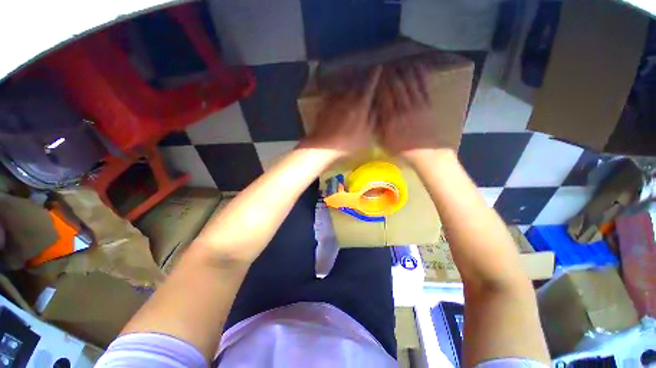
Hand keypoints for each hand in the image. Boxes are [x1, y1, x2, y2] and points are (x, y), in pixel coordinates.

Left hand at [300, 66, 381, 157]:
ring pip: (345, 88)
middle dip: (362, 78)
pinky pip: (334, 95)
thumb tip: (377, 106)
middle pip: (356, 84)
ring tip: (352, 84)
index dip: (375, 75)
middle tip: (366, 75)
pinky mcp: (325, 105)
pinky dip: (339, 93)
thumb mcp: (366, 136)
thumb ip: (373, 120)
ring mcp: (335, 101)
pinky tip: (339, 97)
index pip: (369, 85)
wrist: (323, 147)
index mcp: (360, 106)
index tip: (378, 66)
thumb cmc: (347, 144)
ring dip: (350, 85)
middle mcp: (347, 99)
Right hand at [377, 63, 453, 158]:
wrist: (425, 153)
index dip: (380, 84)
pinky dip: (420, 74)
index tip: (376, 76)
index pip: (384, 97)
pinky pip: (423, 86)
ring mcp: (416, 105)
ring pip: (409, 83)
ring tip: (398, 63)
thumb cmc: (402, 150)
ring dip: (403, 71)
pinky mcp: (427, 104)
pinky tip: (416, 66)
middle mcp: (403, 109)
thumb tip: (373, 113)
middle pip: (396, 86)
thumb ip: (379, 127)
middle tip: (385, 66)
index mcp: (391, 120)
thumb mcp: (385, 142)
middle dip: (390, 74)